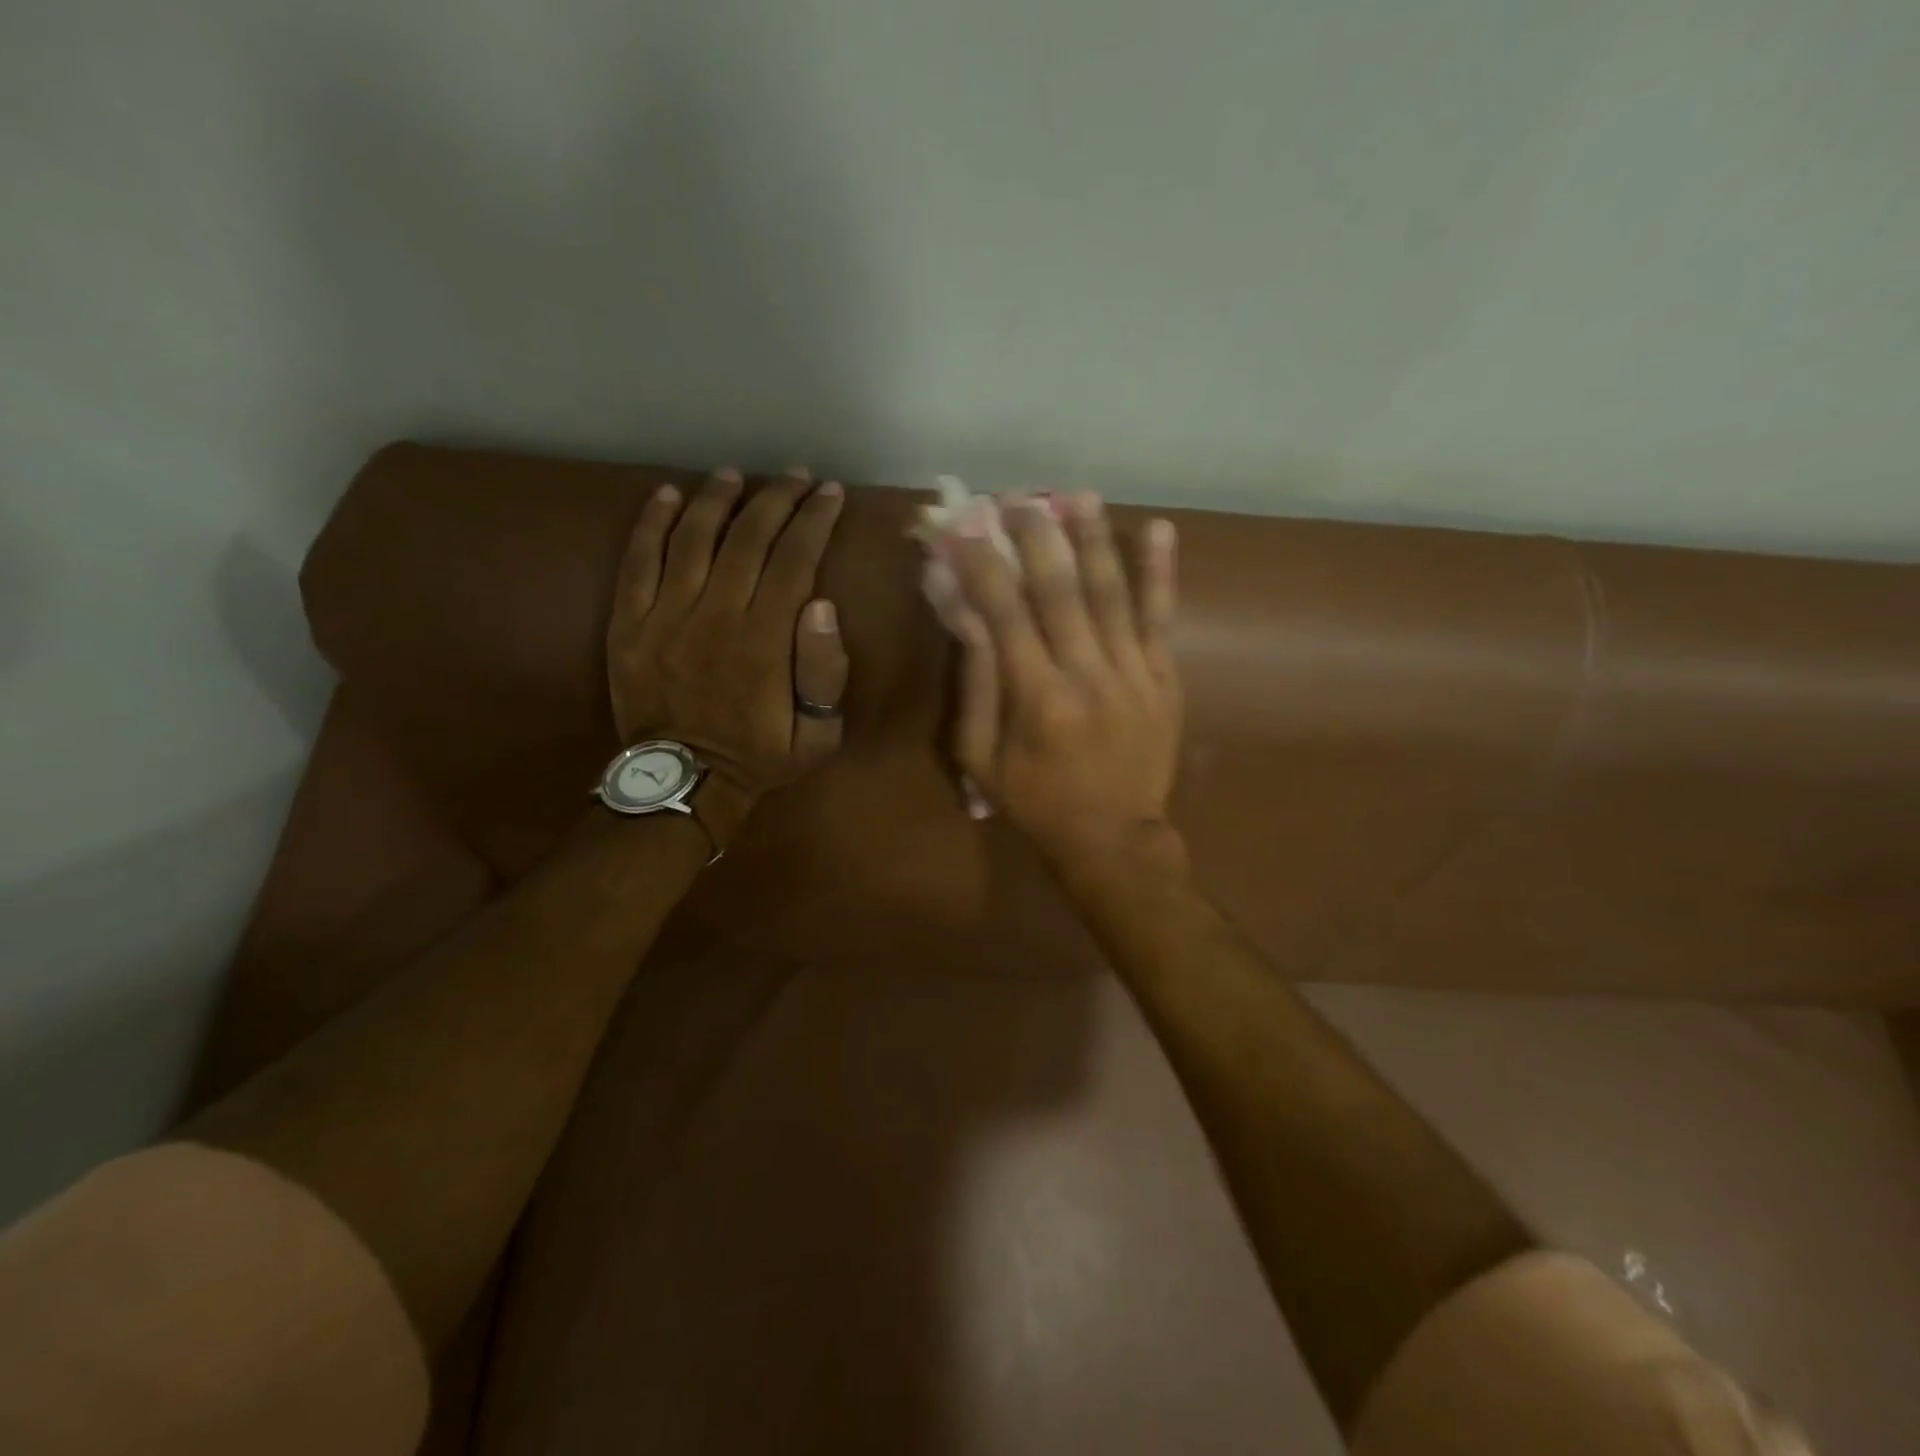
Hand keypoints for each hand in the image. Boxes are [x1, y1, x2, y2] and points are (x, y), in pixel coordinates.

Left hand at [607, 467, 848, 837]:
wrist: (685, 781)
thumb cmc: (760, 757)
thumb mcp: (817, 734)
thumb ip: (825, 672)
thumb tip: (823, 605)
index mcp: (765, 640)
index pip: (794, 560)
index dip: (814, 520)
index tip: (830, 493)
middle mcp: (716, 615)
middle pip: (748, 538)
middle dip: (777, 499)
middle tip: (796, 477)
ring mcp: (666, 616)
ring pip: (692, 538)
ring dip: (716, 499)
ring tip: (735, 475)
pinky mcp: (628, 624)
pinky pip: (637, 561)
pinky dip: (650, 522)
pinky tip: (666, 494)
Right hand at [927, 492, 1180, 872]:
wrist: (1115, 839)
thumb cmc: (1037, 802)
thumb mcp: (981, 758)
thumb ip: (975, 684)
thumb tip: (964, 614)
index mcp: (1035, 699)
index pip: (1003, 613)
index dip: (981, 564)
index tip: (963, 525)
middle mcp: (1086, 676)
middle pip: (1059, 591)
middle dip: (1035, 537)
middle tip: (1017, 497)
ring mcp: (1132, 674)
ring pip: (1111, 593)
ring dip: (1093, 539)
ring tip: (1076, 495)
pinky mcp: (1164, 679)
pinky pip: (1160, 619)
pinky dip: (1160, 573)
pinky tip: (1158, 529)